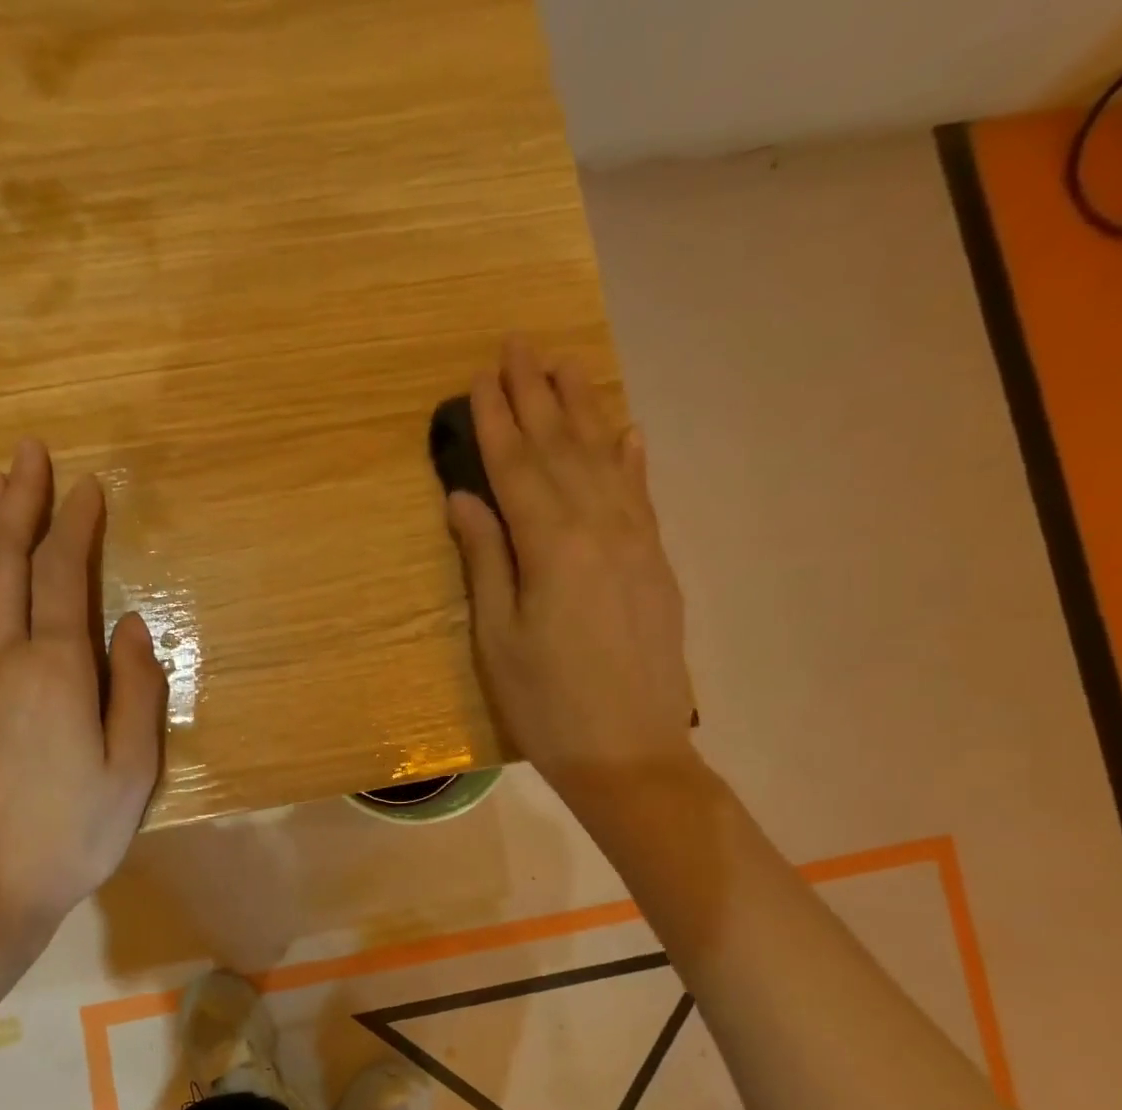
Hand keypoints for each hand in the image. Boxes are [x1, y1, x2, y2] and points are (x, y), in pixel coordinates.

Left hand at [0, 439, 167, 981]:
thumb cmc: (74, 838)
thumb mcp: (133, 773)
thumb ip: (137, 692)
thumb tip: (136, 625)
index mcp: (52, 674)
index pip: (64, 577)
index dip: (75, 526)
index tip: (87, 487)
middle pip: (5, 563)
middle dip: (19, 503)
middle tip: (27, 453)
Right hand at [445, 337, 694, 802]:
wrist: (630, 753)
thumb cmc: (546, 704)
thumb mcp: (497, 638)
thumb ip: (485, 560)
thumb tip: (465, 497)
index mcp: (552, 546)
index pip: (516, 466)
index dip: (495, 419)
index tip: (479, 375)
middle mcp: (599, 527)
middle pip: (562, 448)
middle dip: (536, 394)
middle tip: (518, 343)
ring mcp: (636, 542)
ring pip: (605, 459)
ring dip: (583, 408)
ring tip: (566, 363)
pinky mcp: (657, 563)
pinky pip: (642, 494)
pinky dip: (631, 457)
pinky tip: (626, 430)